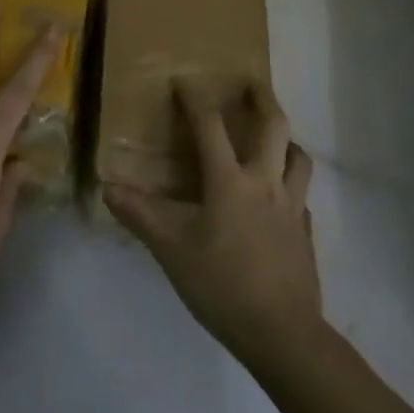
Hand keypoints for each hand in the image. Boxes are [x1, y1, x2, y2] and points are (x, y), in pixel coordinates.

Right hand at [105, 82, 321, 371]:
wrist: (281, 332)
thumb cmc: (221, 284)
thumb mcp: (171, 249)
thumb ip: (140, 215)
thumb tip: (108, 187)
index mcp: (230, 181)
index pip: (210, 127)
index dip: (195, 100)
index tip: (184, 81)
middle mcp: (266, 182)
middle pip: (274, 127)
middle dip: (262, 99)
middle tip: (252, 84)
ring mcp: (292, 207)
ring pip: (299, 158)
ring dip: (287, 141)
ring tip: (275, 139)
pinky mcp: (305, 233)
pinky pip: (302, 197)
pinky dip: (292, 186)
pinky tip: (281, 199)